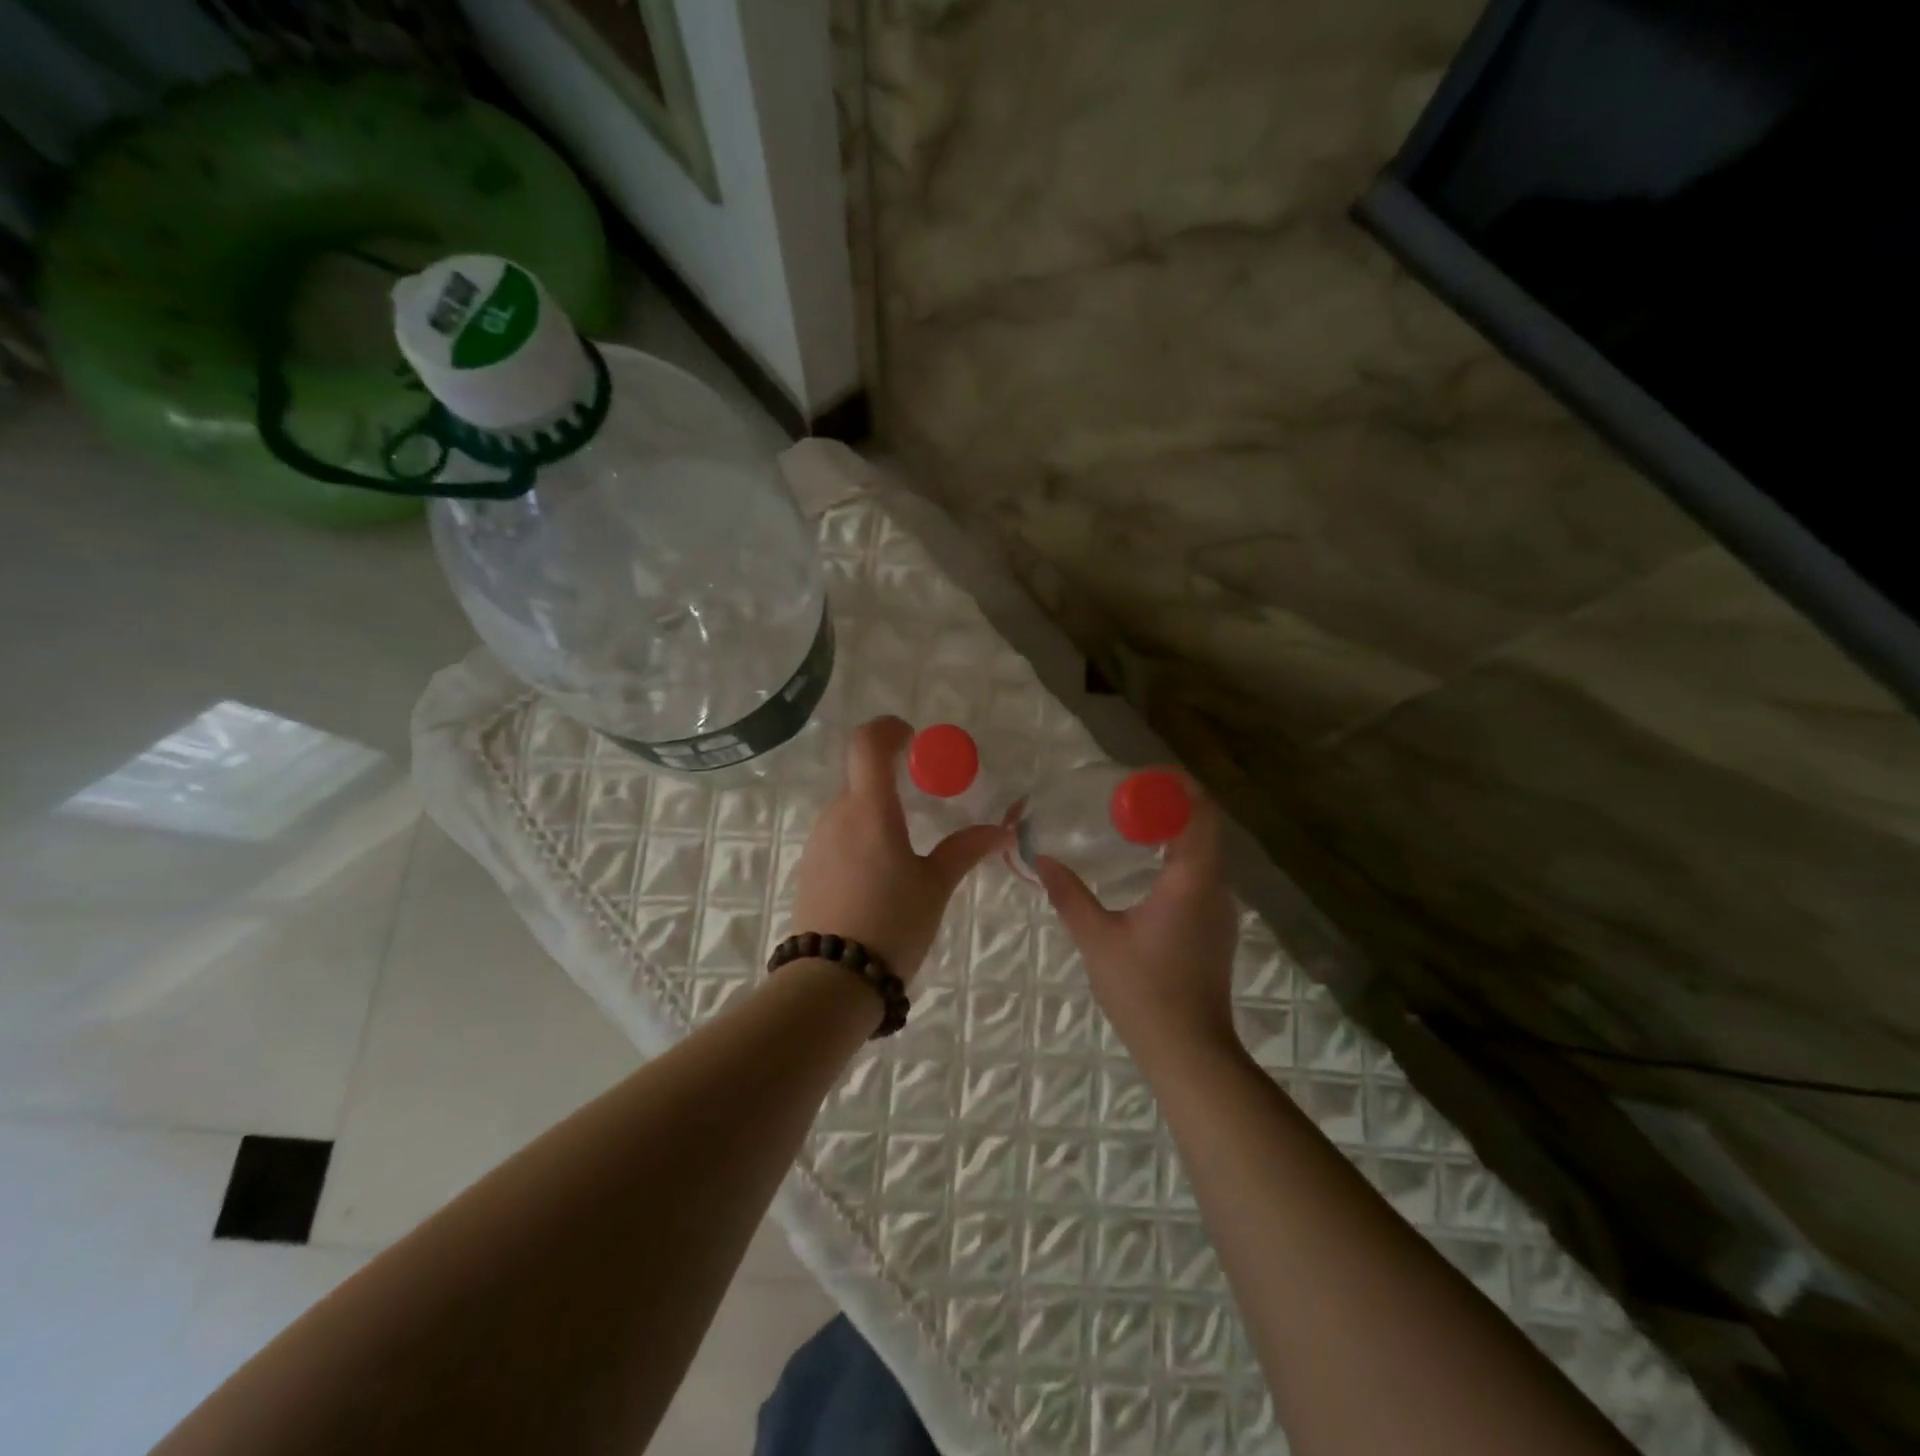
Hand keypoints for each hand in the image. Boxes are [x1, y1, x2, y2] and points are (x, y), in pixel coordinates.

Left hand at [787, 716, 1006, 982]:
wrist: (831, 982)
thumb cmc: (891, 924)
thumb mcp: (935, 886)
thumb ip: (965, 849)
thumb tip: (1003, 830)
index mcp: (870, 809)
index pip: (867, 743)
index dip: (888, 729)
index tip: (912, 739)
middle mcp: (837, 815)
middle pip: (860, 777)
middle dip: (891, 779)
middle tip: (923, 803)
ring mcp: (817, 842)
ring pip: (849, 808)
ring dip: (876, 811)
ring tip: (904, 848)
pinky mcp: (809, 868)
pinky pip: (838, 836)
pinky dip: (860, 837)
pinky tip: (879, 875)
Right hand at [1035, 784, 1240, 1060]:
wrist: (1189, 1051)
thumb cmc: (1143, 990)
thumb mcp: (1097, 939)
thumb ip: (1069, 895)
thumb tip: (1041, 859)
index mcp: (1192, 880)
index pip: (1199, 813)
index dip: (1176, 788)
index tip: (1140, 778)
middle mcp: (1216, 886)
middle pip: (1204, 826)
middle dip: (1170, 805)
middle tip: (1125, 797)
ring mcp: (1221, 908)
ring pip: (1206, 851)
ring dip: (1175, 831)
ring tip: (1132, 823)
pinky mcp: (1217, 927)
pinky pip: (1203, 874)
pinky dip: (1179, 856)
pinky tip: (1147, 866)